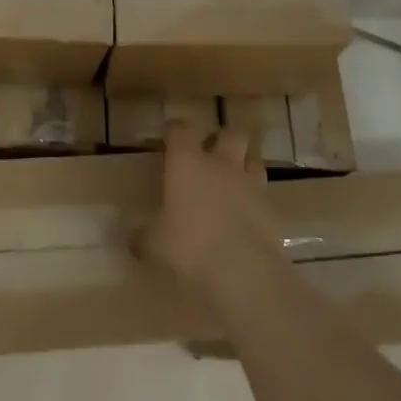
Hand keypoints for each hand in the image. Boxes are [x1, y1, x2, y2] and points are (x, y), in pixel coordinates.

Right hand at [136, 121, 287, 310]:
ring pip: (253, 158)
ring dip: (244, 163)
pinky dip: (257, 197)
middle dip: (222, 138)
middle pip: (229, 133)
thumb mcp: (156, 244)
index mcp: (186, 161)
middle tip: (211, 152)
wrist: (243, 270)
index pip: (180, 129)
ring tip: (235, 178)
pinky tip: (248, 213)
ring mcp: (249, 183)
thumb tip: (130, 239)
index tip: (169, 136)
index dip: (175, 130)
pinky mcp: (271, 208)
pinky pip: (264, 192)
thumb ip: (143, 237)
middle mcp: (220, 163)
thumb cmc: (190, 246)